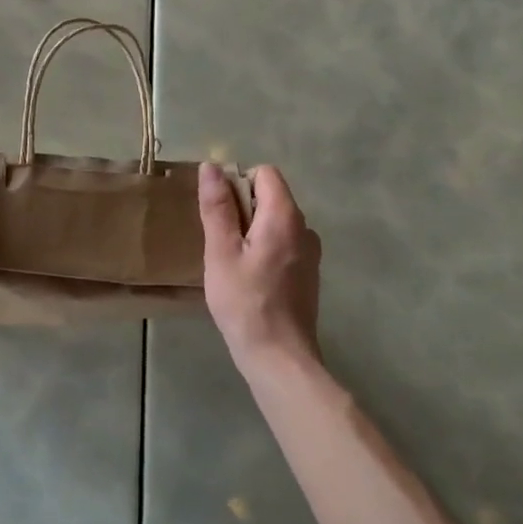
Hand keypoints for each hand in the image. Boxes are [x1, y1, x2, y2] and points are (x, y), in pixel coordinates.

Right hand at [199, 162, 322, 370]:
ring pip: (275, 223)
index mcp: (284, 216)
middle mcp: (305, 228)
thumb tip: (212, 167)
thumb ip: (217, 207)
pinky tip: (249, 280)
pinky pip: (283, 244)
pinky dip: (264, 250)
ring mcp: (310, 253)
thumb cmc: (245, 302)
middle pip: (270, 197)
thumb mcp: (221, 252)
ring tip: (232, 264)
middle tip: (220, 244)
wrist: (279, 357)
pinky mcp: (308, 274)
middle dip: (242, 210)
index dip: (237, 184)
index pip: (265, 173)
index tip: (219, 214)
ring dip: (251, 232)